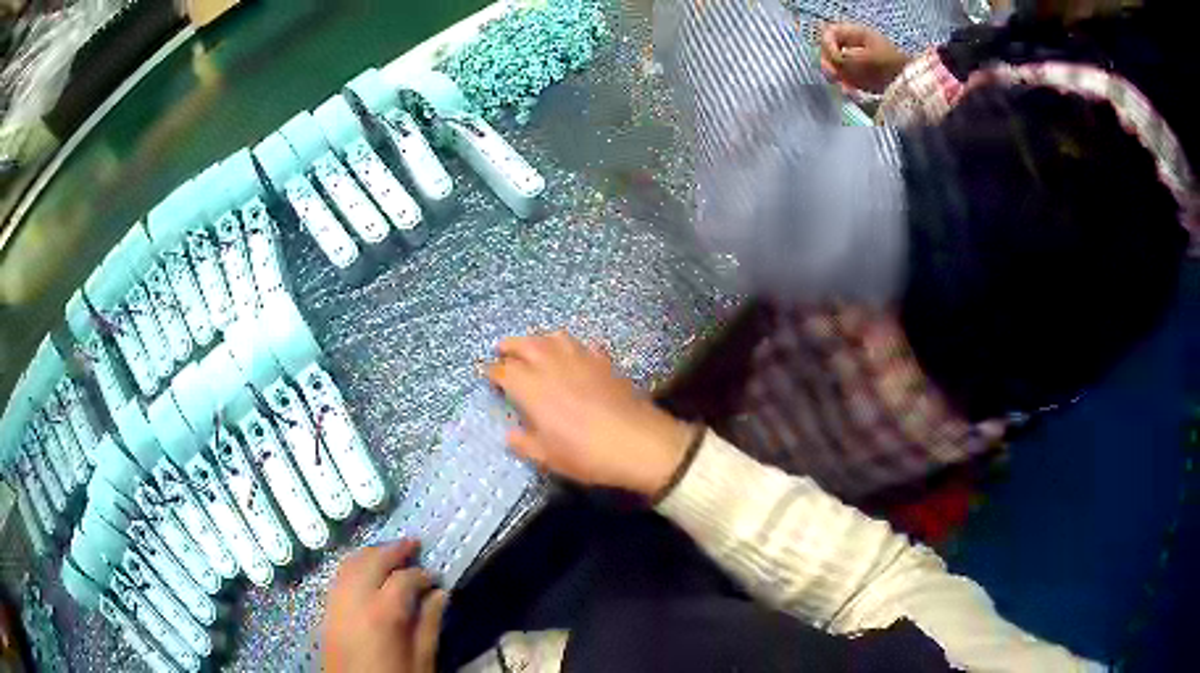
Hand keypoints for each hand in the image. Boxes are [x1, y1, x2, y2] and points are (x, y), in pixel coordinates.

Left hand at [322, 540, 446, 672]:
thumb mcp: (422, 660)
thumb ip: (430, 624)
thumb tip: (440, 594)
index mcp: (383, 613)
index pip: (404, 579)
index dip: (422, 574)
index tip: (436, 578)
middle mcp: (355, 599)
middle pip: (373, 560)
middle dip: (394, 549)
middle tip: (413, 544)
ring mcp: (337, 602)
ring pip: (351, 563)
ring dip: (371, 553)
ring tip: (390, 552)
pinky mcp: (327, 610)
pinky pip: (339, 576)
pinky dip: (354, 565)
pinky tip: (366, 570)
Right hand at [485, 332, 694, 497]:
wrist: (638, 442)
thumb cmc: (586, 454)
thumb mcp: (548, 457)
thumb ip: (524, 443)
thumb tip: (510, 435)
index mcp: (532, 388)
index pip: (505, 370)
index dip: (492, 371)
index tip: (487, 374)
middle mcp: (552, 366)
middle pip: (525, 344)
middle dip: (510, 345)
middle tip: (503, 350)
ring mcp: (580, 359)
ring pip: (554, 337)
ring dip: (539, 339)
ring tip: (534, 347)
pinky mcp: (604, 362)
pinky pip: (582, 345)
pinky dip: (570, 346)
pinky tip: (573, 355)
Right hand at [819, 23, 909, 93]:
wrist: (911, 83)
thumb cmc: (891, 65)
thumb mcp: (868, 58)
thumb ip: (846, 58)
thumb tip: (832, 62)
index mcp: (855, 33)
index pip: (829, 33)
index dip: (827, 46)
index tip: (834, 60)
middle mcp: (852, 44)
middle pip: (828, 50)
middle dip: (829, 64)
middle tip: (833, 77)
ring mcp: (854, 60)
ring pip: (834, 66)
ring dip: (837, 78)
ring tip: (846, 89)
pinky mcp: (857, 76)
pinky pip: (844, 79)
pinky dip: (846, 87)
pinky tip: (852, 94)